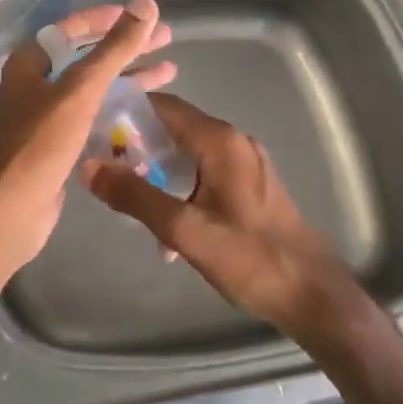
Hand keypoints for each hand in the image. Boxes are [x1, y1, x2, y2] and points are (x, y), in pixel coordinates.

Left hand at [0, 0, 175, 277]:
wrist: (12, 211)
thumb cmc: (41, 144)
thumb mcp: (80, 91)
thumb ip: (114, 49)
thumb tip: (145, 5)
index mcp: (29, 64)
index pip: (71, 29)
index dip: (106, 20)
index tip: (140, 16)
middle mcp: (35, 85)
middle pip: (86, 57)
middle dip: (126, 48)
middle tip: (166, 40)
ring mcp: (46, 117)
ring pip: (93, 88)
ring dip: (128, 78)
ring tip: (169, 72)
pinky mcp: (58, 146)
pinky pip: (93, 117)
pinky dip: (119, 110)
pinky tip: (148, 111)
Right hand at [79, 94, 359, 335]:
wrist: (314, 297)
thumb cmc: (251, 259)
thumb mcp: (184, 230)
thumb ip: (134, 196)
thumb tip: (88, 165)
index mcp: (219, 141)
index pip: (163, 105)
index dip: (126, 111)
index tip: (94, 128)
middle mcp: (233, 141)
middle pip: (174, 127)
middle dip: (137, 144)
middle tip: (104, 166)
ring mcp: (245, 163)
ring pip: (188, 152)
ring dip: (157, 169)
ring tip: (128, 197)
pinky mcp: (251, 186)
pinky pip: (204, 171)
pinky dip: (180, 184)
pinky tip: (168, 222)